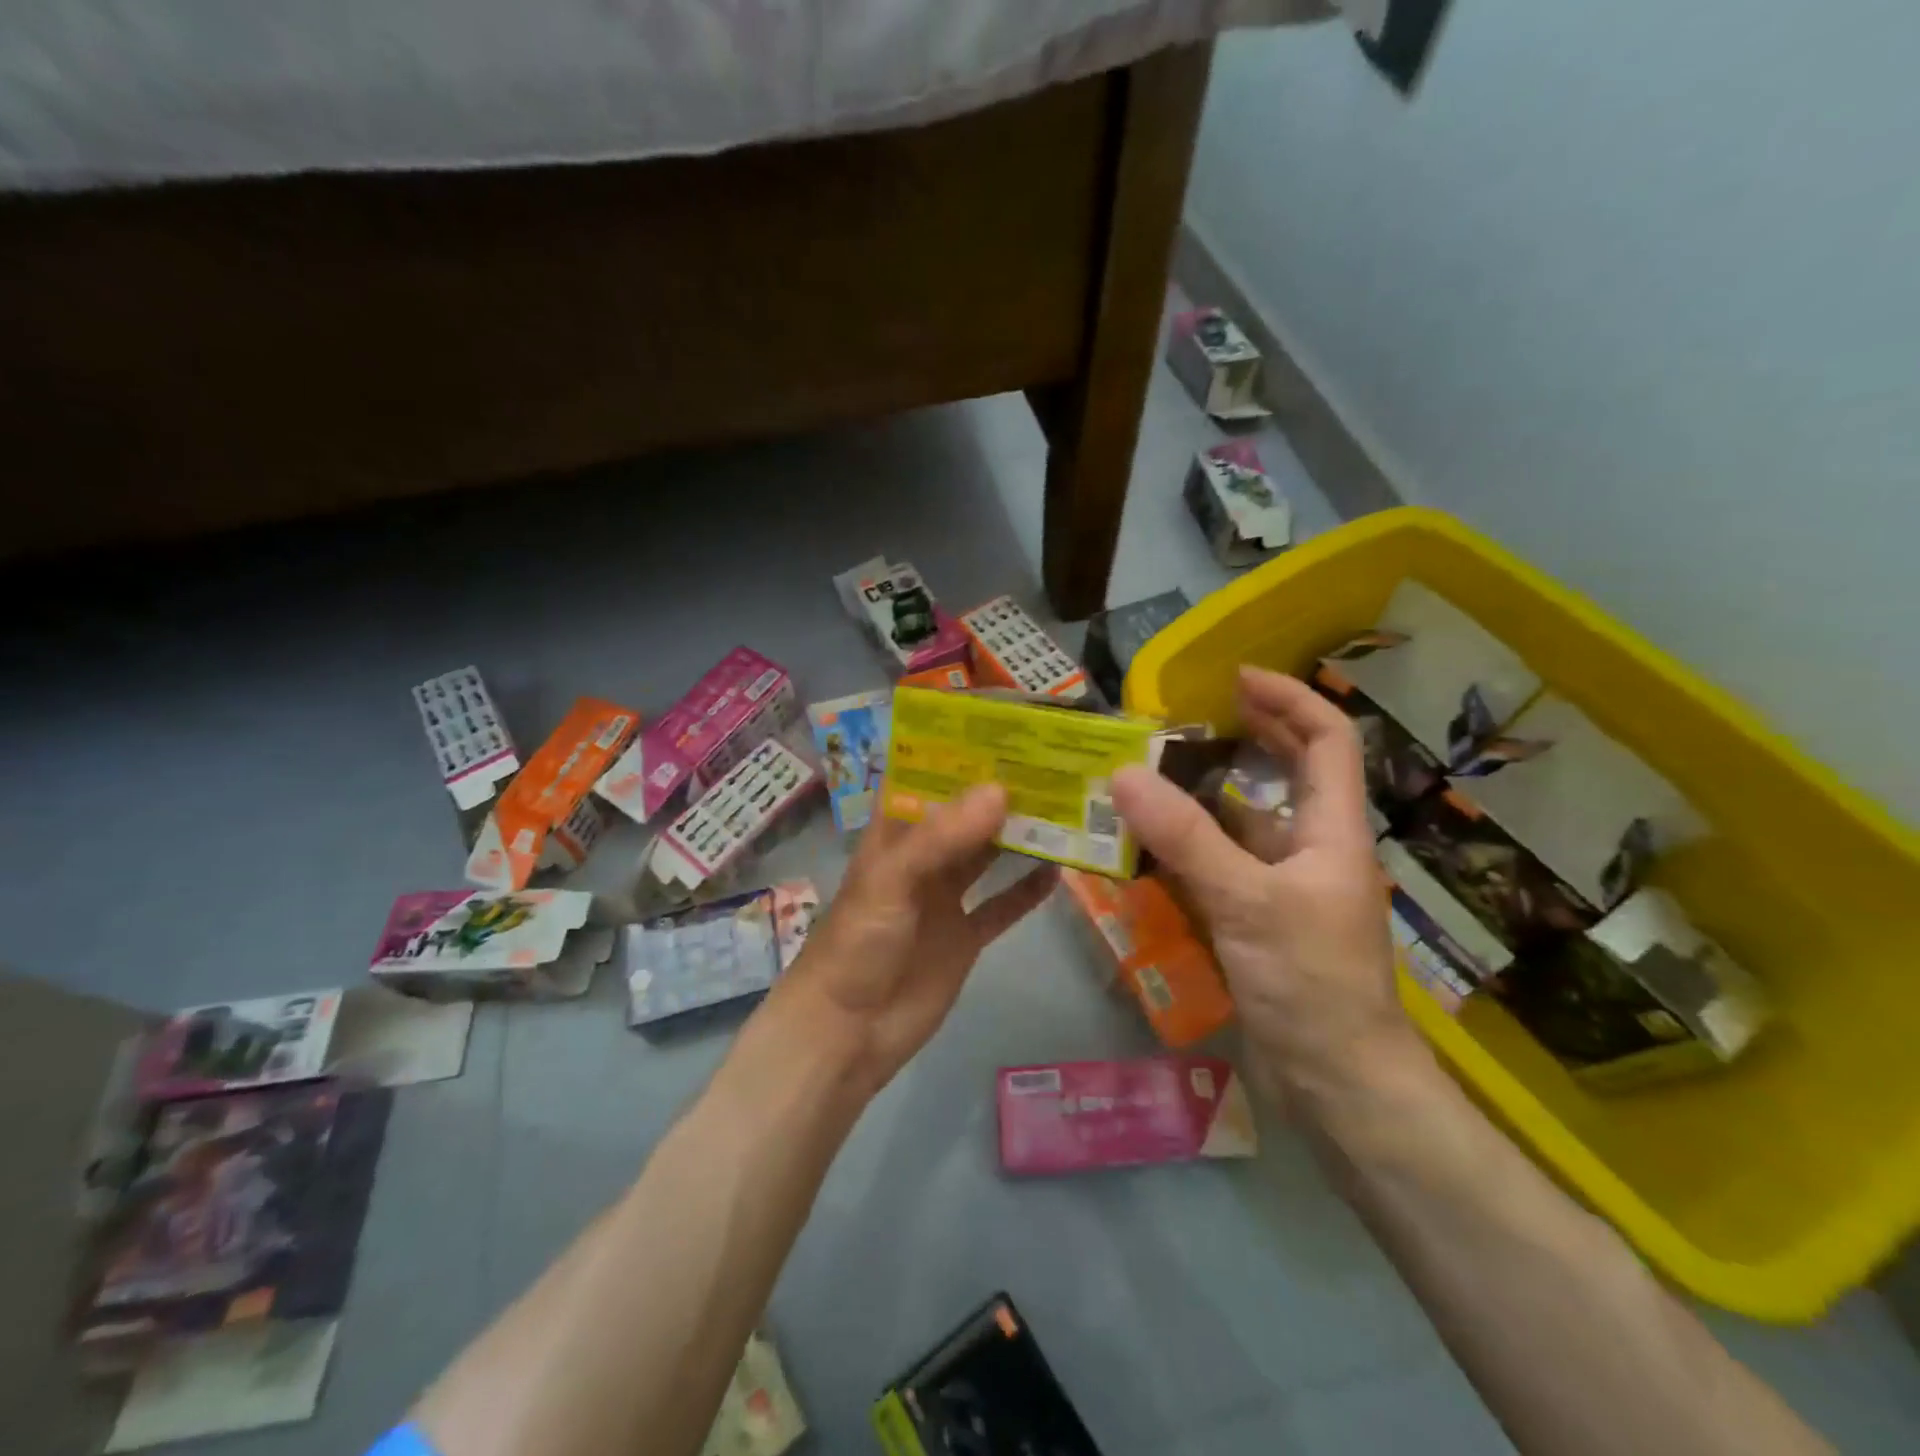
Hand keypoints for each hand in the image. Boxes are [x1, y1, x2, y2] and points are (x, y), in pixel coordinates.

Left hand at [776, 784, 1055, 1094]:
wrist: (848, 1032)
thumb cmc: (857, 944)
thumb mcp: (891, 880)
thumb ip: (942, 837)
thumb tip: (1000, 789)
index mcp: (895, 834)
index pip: (926, 778)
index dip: (958, 753)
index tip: (1004, 728)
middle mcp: (922, 857)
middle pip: (966, 814)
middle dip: (1002, 791)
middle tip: (1053, 764)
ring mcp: (945, 897)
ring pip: (988, 855)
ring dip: (1020, 835)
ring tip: (1066, 808)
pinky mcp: (964, 936)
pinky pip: (1002, 905)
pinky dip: (1027, 890)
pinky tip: (1059, 871)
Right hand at [1111, 667, 1418, 1105]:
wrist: (1338, 1084)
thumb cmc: (1310, 984)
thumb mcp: (1246, 902)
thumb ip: (1185, 837)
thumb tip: (1122, 775)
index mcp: (1332, 830)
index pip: (1328, 740)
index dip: (1289, 699)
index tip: (1236, 679)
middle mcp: (1313, 848)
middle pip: (1290, 772)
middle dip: (1249, 735)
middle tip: (1188, 716)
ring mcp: (1285, 886)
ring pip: (1246, 822)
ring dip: (1205, 795)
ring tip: (1151, 775)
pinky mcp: (1259, 919)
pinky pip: (1222, 865)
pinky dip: (1189, 847)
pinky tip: (1149, 846)